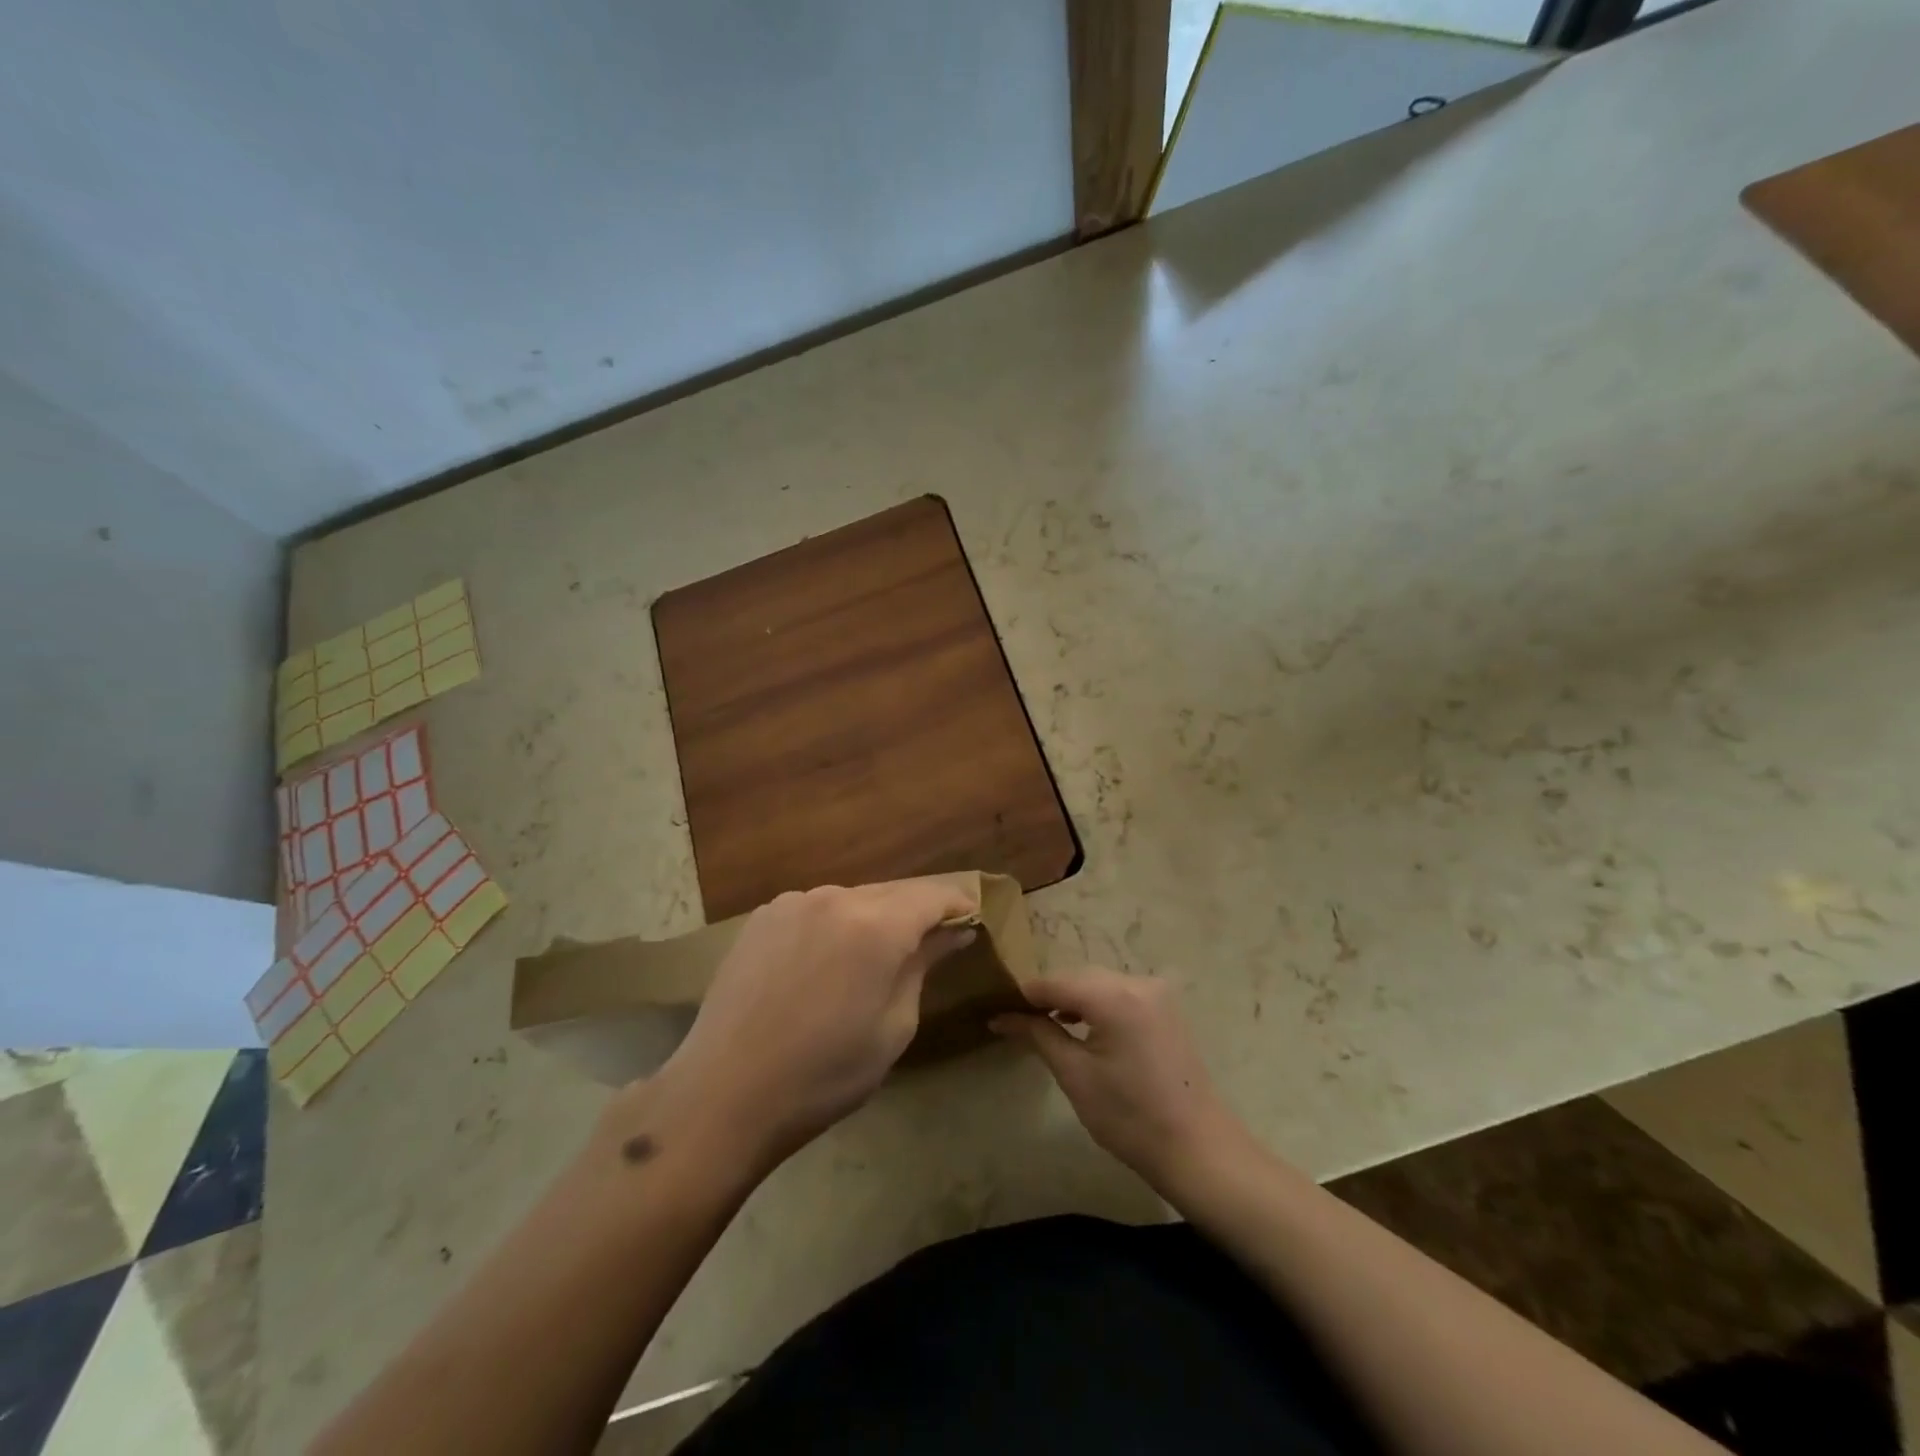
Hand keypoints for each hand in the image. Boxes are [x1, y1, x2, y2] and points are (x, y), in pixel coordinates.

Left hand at [640, 880, 977, 1167]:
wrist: (724, 1094)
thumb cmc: (824, 1074)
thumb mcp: (893, 1027)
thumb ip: (923, 966)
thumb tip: (953, 932)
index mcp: (875, 926)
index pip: (932, 896)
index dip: (957, 905)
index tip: (972, 921)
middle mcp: (835, 898)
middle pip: (892, 893)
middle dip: (917, 912)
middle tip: (932, 943)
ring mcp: (792, 903)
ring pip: (852, 899)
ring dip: (873, 919)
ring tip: (874, 958)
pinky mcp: (762, 917)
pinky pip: (816, 909)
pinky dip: (835, 925)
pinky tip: (826, 962)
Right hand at [991, 969, 1243, 1191]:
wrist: (1198, 1149)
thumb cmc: (1130, 1117)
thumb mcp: (1075, 1075)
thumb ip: (1038, 1035)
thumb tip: (1001, 1017)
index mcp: (1114, 996)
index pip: (1055, 982)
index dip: (1024, 995)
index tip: (996, 1007)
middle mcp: (1137, 982)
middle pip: (1078, 977)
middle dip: (1048, 995)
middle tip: (1016, 1019)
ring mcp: (1157, 992)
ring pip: (1099, 983)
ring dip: (1072, 999)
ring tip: (1045, 1024)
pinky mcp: (1166, 1008)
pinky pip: (1120, 993)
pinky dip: (1097, 1004)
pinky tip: (1082, 1026)